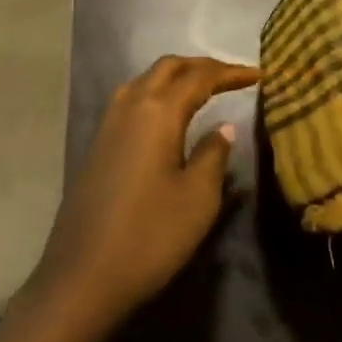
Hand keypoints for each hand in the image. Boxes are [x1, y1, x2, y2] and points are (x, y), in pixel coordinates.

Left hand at [29, 55, 258, 336]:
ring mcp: (108, 123)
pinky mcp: (98, 143)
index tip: (258, 76)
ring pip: (145, 80)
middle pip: (168, 67)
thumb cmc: (150, 236)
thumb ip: (213, 155)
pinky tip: (168, 115)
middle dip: (201, 66)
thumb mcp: (197, 198)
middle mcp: (130, 105)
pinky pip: (132, 99)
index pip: (199, 77)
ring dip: (175, 76)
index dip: (230, 73)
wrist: (83, 275)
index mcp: (158, 112)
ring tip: (202, 88)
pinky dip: (157, 93)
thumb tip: (223, 129)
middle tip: (231, 77)